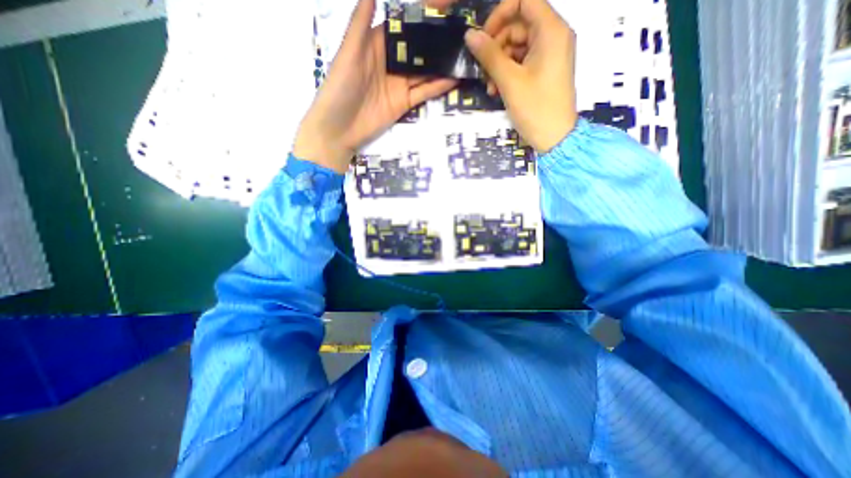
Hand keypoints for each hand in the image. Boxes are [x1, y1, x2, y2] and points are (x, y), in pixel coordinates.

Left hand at [296, 0, 461, 172]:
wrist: (339, 129)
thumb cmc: (340, 87)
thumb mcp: (349, 52)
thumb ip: (361, 22)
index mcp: (376, 43)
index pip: (403, 26)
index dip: (421, 16)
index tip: (444, 7)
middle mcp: (391, 62)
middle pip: (417, 49)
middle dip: (437, 41)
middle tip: (462, 32)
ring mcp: (399, 84)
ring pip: (424, 71)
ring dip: (442, 64)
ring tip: (463, 53)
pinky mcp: (404, 103)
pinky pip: (424, 92)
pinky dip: (439, 86)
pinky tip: (455, 78)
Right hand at [466, 0, 577, 150]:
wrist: (554, 138)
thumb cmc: (535, 107)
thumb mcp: (509, 81)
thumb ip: (489, 55)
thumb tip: (469, 35)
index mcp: (551, 30)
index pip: (524, 0)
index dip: (500, 14)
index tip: (483, 38)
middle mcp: (553, 36)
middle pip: (518, 25)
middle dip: (497, 46)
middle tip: (483, 70)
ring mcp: (549, 54)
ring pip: (517, 46)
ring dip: (499, 64)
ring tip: (489, 86)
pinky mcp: (544, 70)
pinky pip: (522, 62)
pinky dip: (508, 73)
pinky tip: (497, 90)